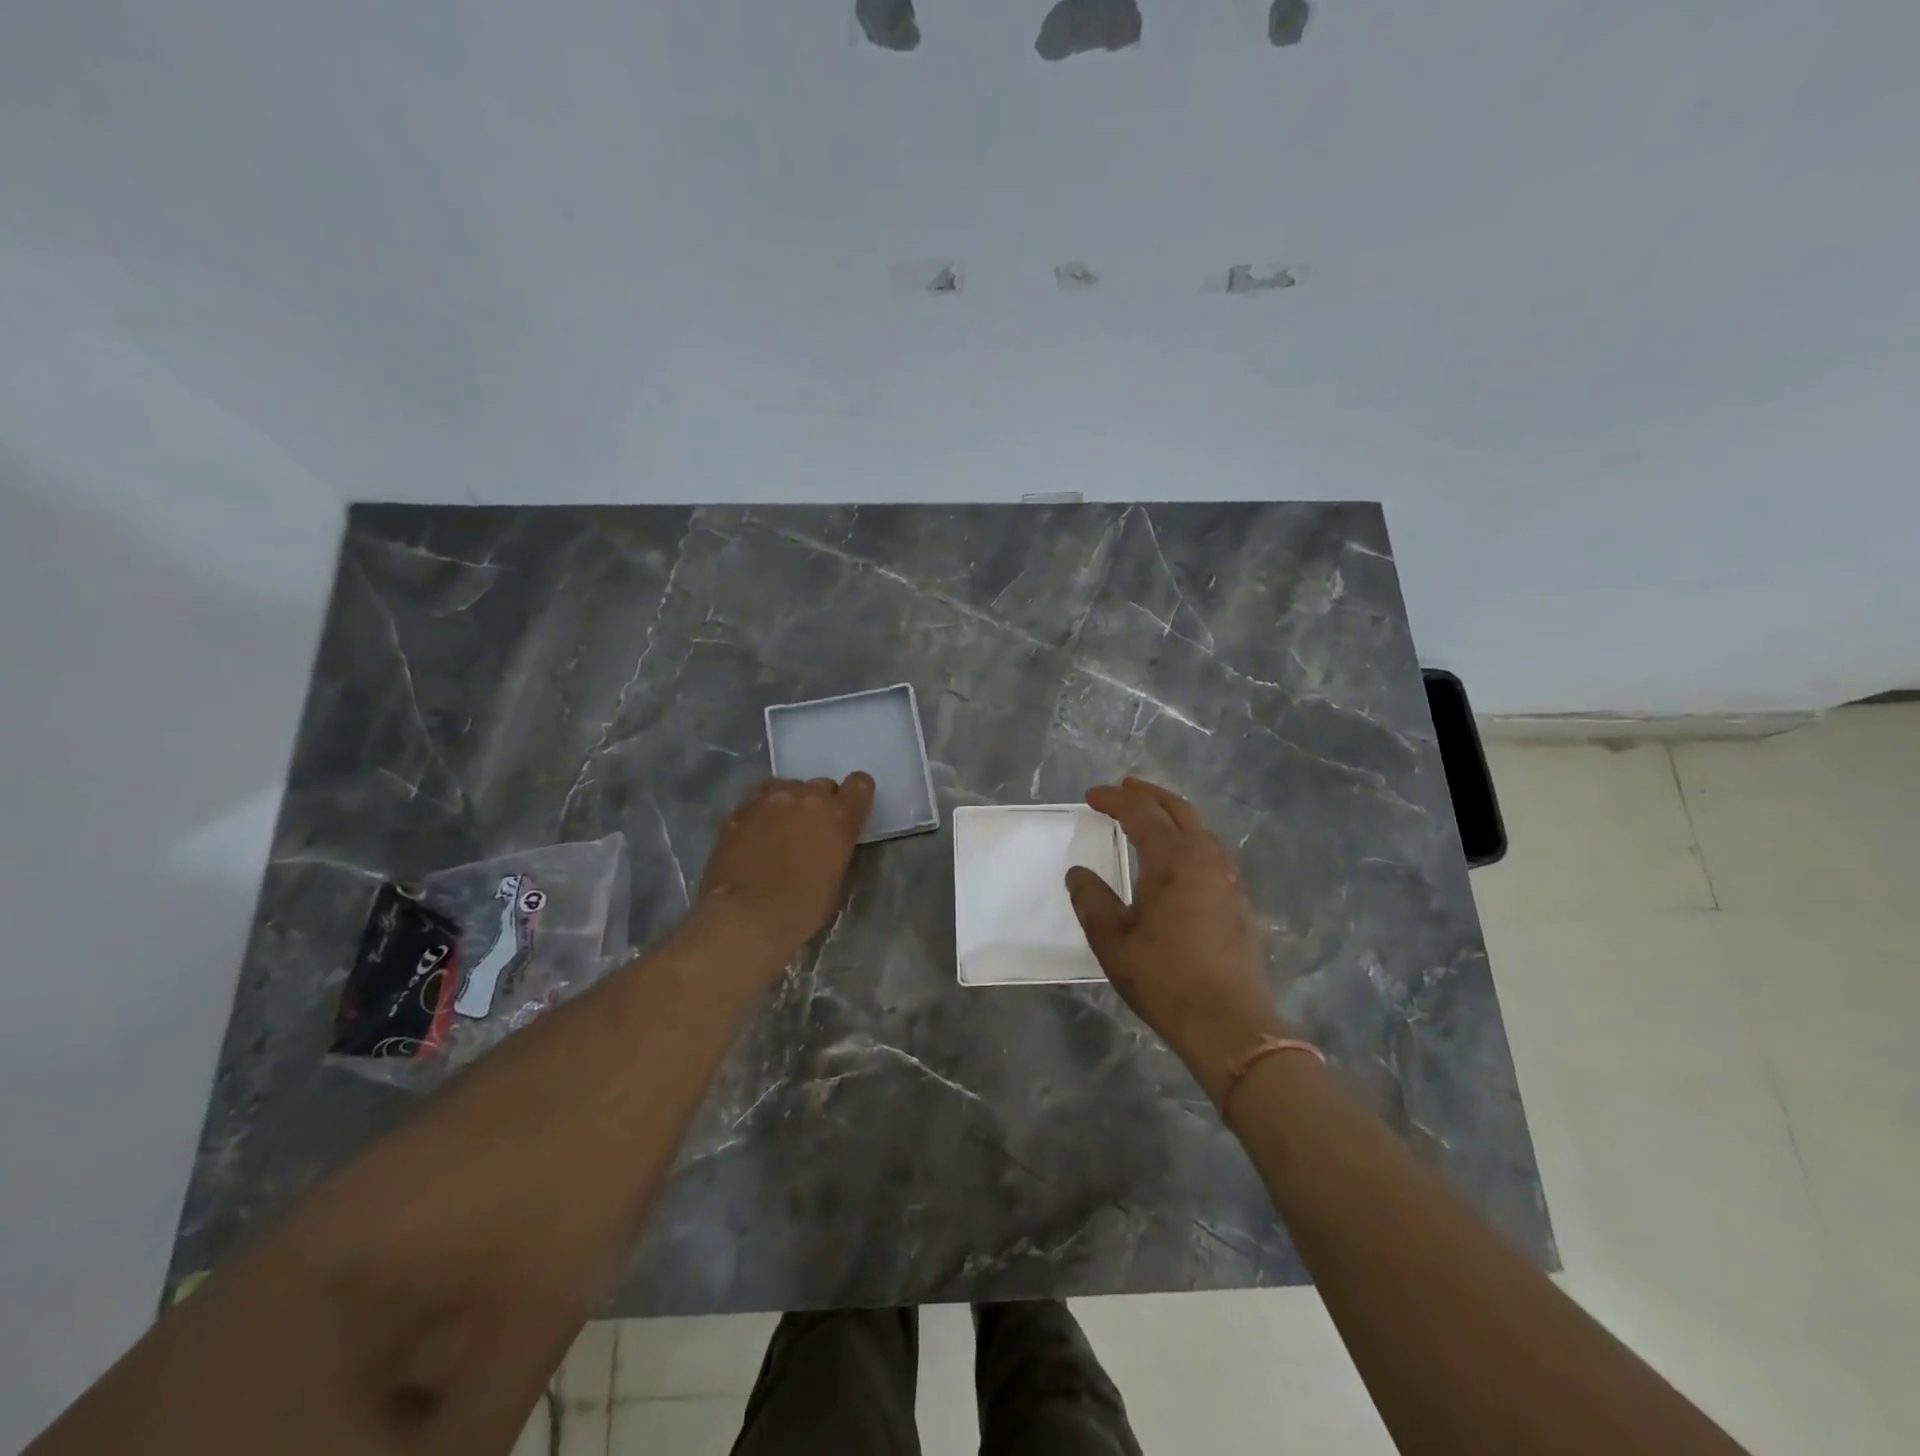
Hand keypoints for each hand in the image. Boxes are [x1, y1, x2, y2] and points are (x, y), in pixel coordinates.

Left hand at [693, 774, 875, 960]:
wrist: (745, 916)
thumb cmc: (801, 909)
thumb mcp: (837, 881)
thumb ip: (838, 849)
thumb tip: (830, 844)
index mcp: (839, 816)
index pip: (860, 784)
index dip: (856, 797)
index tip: (850, 813)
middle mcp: (807, 798)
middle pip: (822, 785)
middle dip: (820, 804)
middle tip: (811, 831)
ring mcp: (770, 799)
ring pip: (788, 787)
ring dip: (790, 803)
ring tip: (780, 829)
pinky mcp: (740, 809)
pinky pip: (759, 799)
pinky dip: (763, 811)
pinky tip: (756, 834)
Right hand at [1066, 777, 1290, 1104]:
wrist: (1230, 1024)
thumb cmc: (1165, 979)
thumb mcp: (1113, 941)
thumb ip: (1092, 900)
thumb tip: (1079, 873)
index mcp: (1173, 860)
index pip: (1141, 813)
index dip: (1115, 799)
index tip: (1091, 796)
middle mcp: (1205, 858)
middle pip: (1177, 810)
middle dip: (1148, 794)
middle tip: (1124, 788)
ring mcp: (1227, 878)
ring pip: (1199, 828)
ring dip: (1171, 814)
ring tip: (1149, 815)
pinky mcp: (1237, 900)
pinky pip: (1210, 850)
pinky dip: (1188, 837)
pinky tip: (1178, 856)